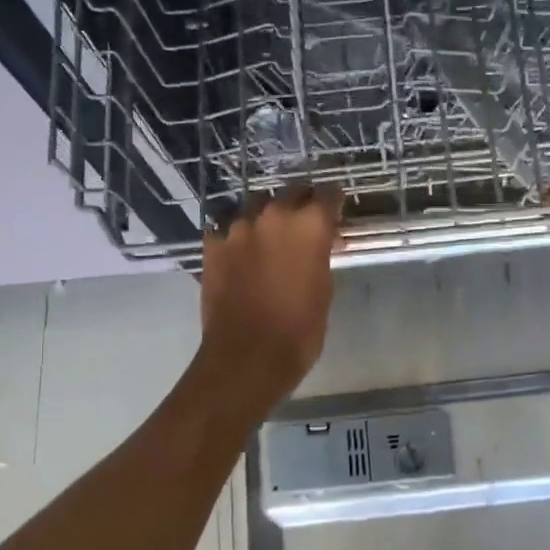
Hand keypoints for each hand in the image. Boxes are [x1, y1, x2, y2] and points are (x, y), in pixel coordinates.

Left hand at [198, 187, 343, 404]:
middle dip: (301, 205)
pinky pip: (228, 230)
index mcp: (309, 225)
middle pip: (291, 194)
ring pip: (257, 208)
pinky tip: (242, 254)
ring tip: (271, 240)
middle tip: (306, 225)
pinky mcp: (213, 245)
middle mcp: (273, 215)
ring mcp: (237, 228)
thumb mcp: (324, 289)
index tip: (336, 213)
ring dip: (267, 219)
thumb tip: (318, 245)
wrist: (248, 356)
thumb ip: (320, 255)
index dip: (333, 204)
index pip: (327, 195)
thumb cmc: (300, 330)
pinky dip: (238, 238)